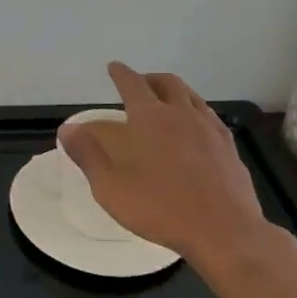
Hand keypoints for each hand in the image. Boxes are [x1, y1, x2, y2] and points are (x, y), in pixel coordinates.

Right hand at [58, 63, 274, 269]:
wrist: (223, 230)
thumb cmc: (161, 208)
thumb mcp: (111, 187)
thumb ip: (88, 155)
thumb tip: (68, 129)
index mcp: (150, 118)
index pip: (132, 84)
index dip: (121, 73)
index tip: (114, 67)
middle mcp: (182, 114)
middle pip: (167, 83)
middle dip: (150, 79)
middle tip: (141, 84)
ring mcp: (210, 129)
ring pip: (192, 97)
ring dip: (176, 92)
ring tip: (168, 101)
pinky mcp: (229, 147)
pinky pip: (210, 117)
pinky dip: (197, 112)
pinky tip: (196, 128)